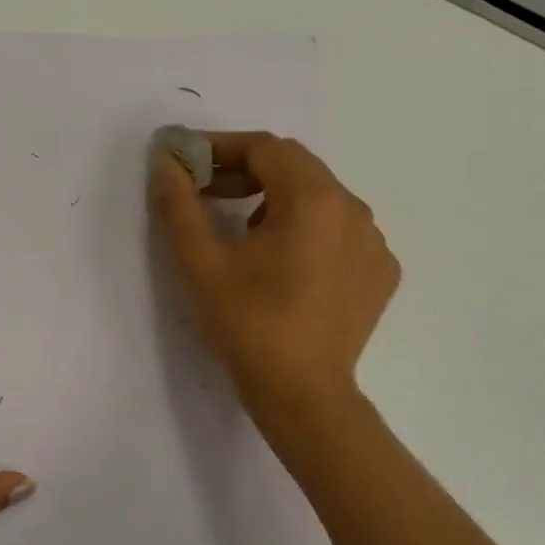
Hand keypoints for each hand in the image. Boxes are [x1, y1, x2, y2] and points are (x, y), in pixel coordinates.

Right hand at [149, 132, 399, 477]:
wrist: (304, 396)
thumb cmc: (249, 325)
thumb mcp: (202, 263)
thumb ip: (179, 205)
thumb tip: (164, 162)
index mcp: (314, 200)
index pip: (264, 148)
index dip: (220, 147)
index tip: (185, 162)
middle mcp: (354, 210)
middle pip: (295, 167)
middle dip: (245, 171)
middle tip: (204, 192)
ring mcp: (374, 242)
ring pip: (319, 198)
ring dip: (275, 199)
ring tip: (241, 232)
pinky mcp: (380, 272)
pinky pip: (339, 230)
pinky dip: (306, 229)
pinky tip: (283, 263)